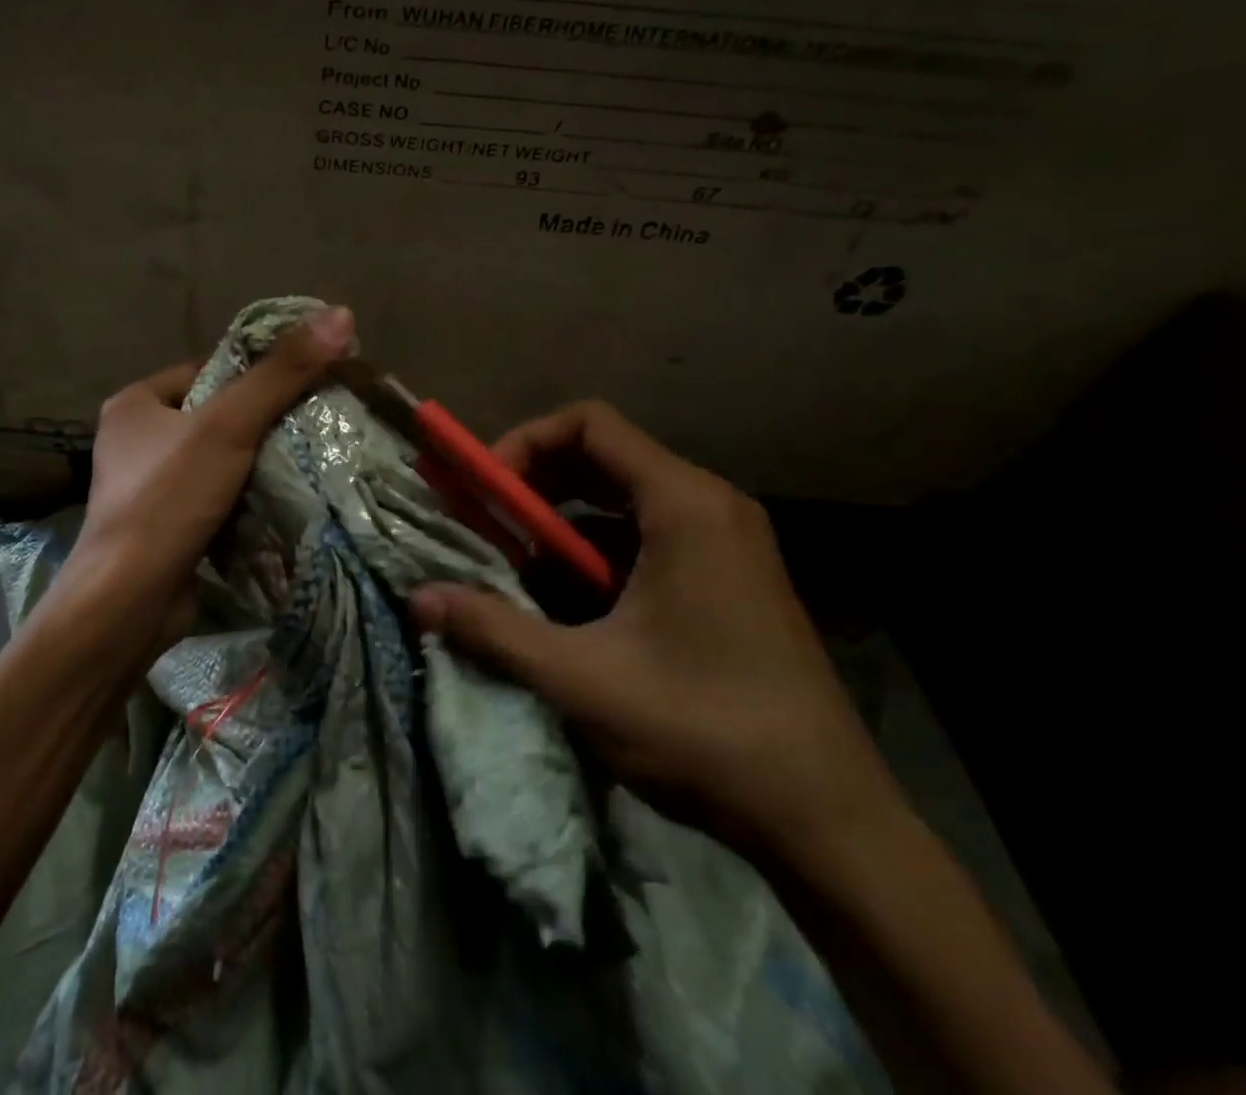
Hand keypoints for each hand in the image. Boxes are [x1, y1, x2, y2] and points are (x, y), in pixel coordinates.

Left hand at [48, 306, 355, 665]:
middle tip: (314, 425)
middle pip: (216, 415)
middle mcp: (136, 440)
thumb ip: (282, 373)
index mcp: (136, 403)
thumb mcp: (229, 426)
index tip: (304, 385)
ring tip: (307, 461)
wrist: (129, 601)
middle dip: (262, 423)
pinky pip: (215, 497)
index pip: (209, 370)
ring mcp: (148, 487)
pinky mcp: (165, 526)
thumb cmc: (169, 498)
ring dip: (258, 463)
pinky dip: (245, 497)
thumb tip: (340, 314)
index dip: (256, 374)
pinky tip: (281, 501)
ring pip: (219, 459)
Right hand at [409, 400, 899, 862]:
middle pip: (601, 458)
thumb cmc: (705, 730)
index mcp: (684, 504)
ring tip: (514, 567)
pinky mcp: (725, 578)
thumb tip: (417, 599)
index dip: (523, 443)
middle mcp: (708, 505)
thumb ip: (493, 629)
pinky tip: (565, 603)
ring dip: (559, 524)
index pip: (588, 424)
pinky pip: (644, 537)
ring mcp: (723, 542)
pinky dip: (594, 554)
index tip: (484, 492)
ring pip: (620, 501)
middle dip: (532, 486)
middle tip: (484, 525)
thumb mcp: (582, 679)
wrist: (828, 820)